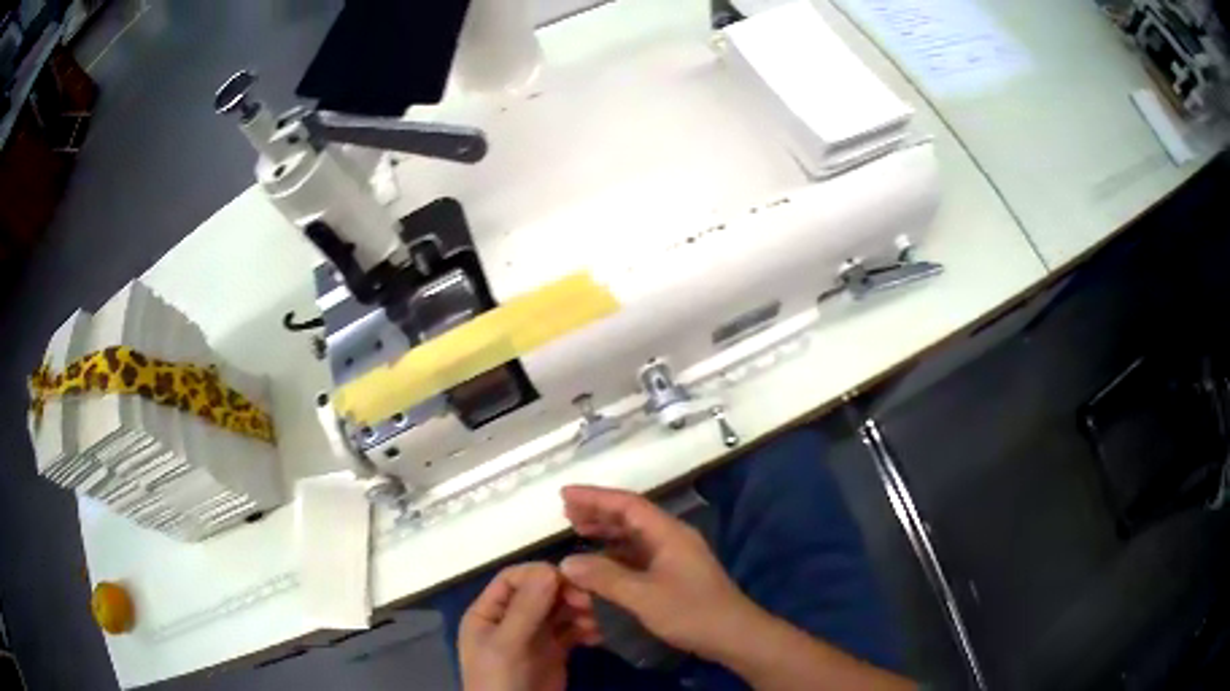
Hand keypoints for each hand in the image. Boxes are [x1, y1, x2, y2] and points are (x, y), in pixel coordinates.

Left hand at [459, 563, 601, 690]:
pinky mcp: (554, 652)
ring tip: (596, 622)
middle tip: (590, 601)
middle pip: (540, 592)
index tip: (569, 579)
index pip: (513, 578)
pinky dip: (586, 630)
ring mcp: (533, 636)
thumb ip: (526, 609)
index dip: (539, 574)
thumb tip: (551, 568)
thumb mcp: (507, 644)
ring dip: (580, 610)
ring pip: (559, 610)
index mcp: (489, 612)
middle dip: (565, 593)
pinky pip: (572, 632)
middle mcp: (511, 619)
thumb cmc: (499, 679)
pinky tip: (598, 636)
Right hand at [559, 486, 756, 658]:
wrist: (734, 636)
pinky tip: (600, 563)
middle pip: (631, 517)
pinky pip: (638, 556)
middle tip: (566, 513)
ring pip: (634, 537)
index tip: (565, 495)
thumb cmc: (691, 612)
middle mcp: (672, 538)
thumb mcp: (643, 596)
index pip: (628, 504)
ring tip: (577, 531)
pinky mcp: (674, 576)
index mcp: (669, 533)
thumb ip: (604, 577)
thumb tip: (566, 562)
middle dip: (598, 513)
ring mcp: (675, 557)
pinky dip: (616, 555)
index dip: (595, 497)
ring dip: (606, 533)